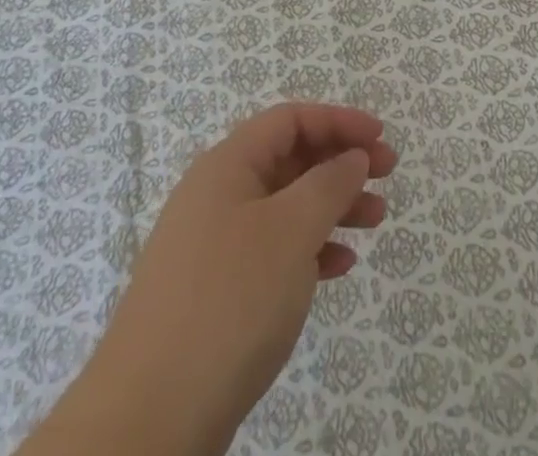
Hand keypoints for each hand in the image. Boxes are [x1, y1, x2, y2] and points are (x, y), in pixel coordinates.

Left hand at [23, 104, 395, 455]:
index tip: (380, 136)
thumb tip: (352, 156)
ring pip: (284, 206)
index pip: (290, 119)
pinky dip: (309, 249)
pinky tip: (339, 267)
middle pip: (289, 159)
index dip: (338, 120)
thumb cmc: (229, 300)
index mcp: (227, 165)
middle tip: (388, 175)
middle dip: (341, 162)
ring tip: (375, 220)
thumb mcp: (291, 230)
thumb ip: (329, 183)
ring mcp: (212, 244)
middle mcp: (217, 194)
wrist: (150, 417)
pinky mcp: (214, 291)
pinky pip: (272, 250)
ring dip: (332, 206)